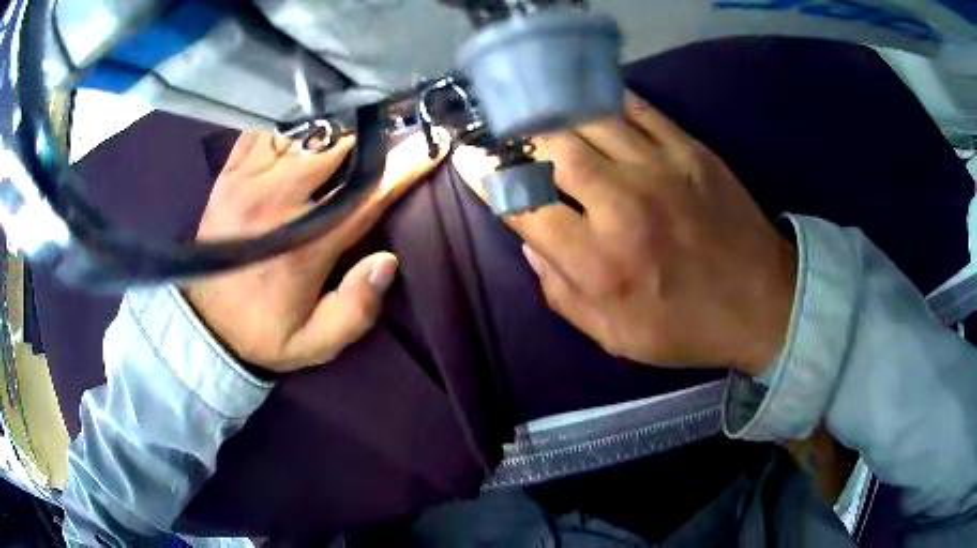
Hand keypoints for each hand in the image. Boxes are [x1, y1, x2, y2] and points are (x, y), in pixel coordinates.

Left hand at [184, 129, 447, 372]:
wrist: (203, 323)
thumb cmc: (262, 331)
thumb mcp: (315, 342)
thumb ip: (355, 310)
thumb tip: (387, 261)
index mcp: (303, 243)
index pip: (365, 194)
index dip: (403, 167)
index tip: (431, 146)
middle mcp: (276, 201)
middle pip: (334, 145)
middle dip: (371, 132)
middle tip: (394, 123)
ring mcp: (248, 180)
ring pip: (301, 129)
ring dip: (333, 122)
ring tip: (355, 118)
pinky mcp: (229, 173)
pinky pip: (264, 128)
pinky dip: (290, 121)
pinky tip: (306, 122)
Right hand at [508, 92, 795, 375]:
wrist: (763, 304)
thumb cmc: (687, 327)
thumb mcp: (614, 335)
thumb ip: (561, 292)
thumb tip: (530, 243)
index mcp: (598, 261)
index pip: (522, 205)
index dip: (489, 180)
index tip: (473, 163)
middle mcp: (621, 206)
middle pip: (550, 149)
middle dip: (519, 137)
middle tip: (509, 133)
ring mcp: (659, 169)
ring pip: (588, 120)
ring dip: (556, 113)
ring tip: (540, 110)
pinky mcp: (690, 150)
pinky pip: (637, 109)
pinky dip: (606, 99)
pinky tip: (589, 98)